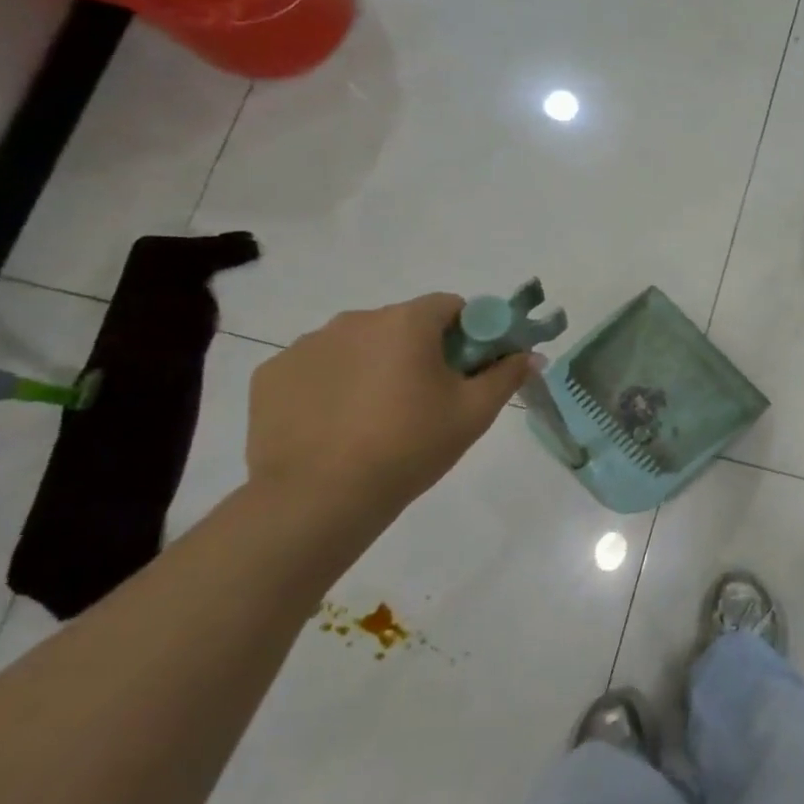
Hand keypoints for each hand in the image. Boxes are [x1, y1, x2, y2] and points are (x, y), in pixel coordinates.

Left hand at [247, 294, 533, 517]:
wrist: (320, 498)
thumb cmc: (410, 447)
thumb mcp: (473, 413)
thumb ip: (506, 376)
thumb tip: (530, 355)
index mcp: (406, 323)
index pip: (450, 305)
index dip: (469, 332)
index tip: (469, 367)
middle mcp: (354, 320)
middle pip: (402, 324)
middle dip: (420, 350)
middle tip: (428, 398)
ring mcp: (306, 345)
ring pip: (357, 345)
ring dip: (374, 365)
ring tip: (377, 417)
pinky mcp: (272, 375)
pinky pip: (317, 368)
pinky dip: (332, 385)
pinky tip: (336, 424)